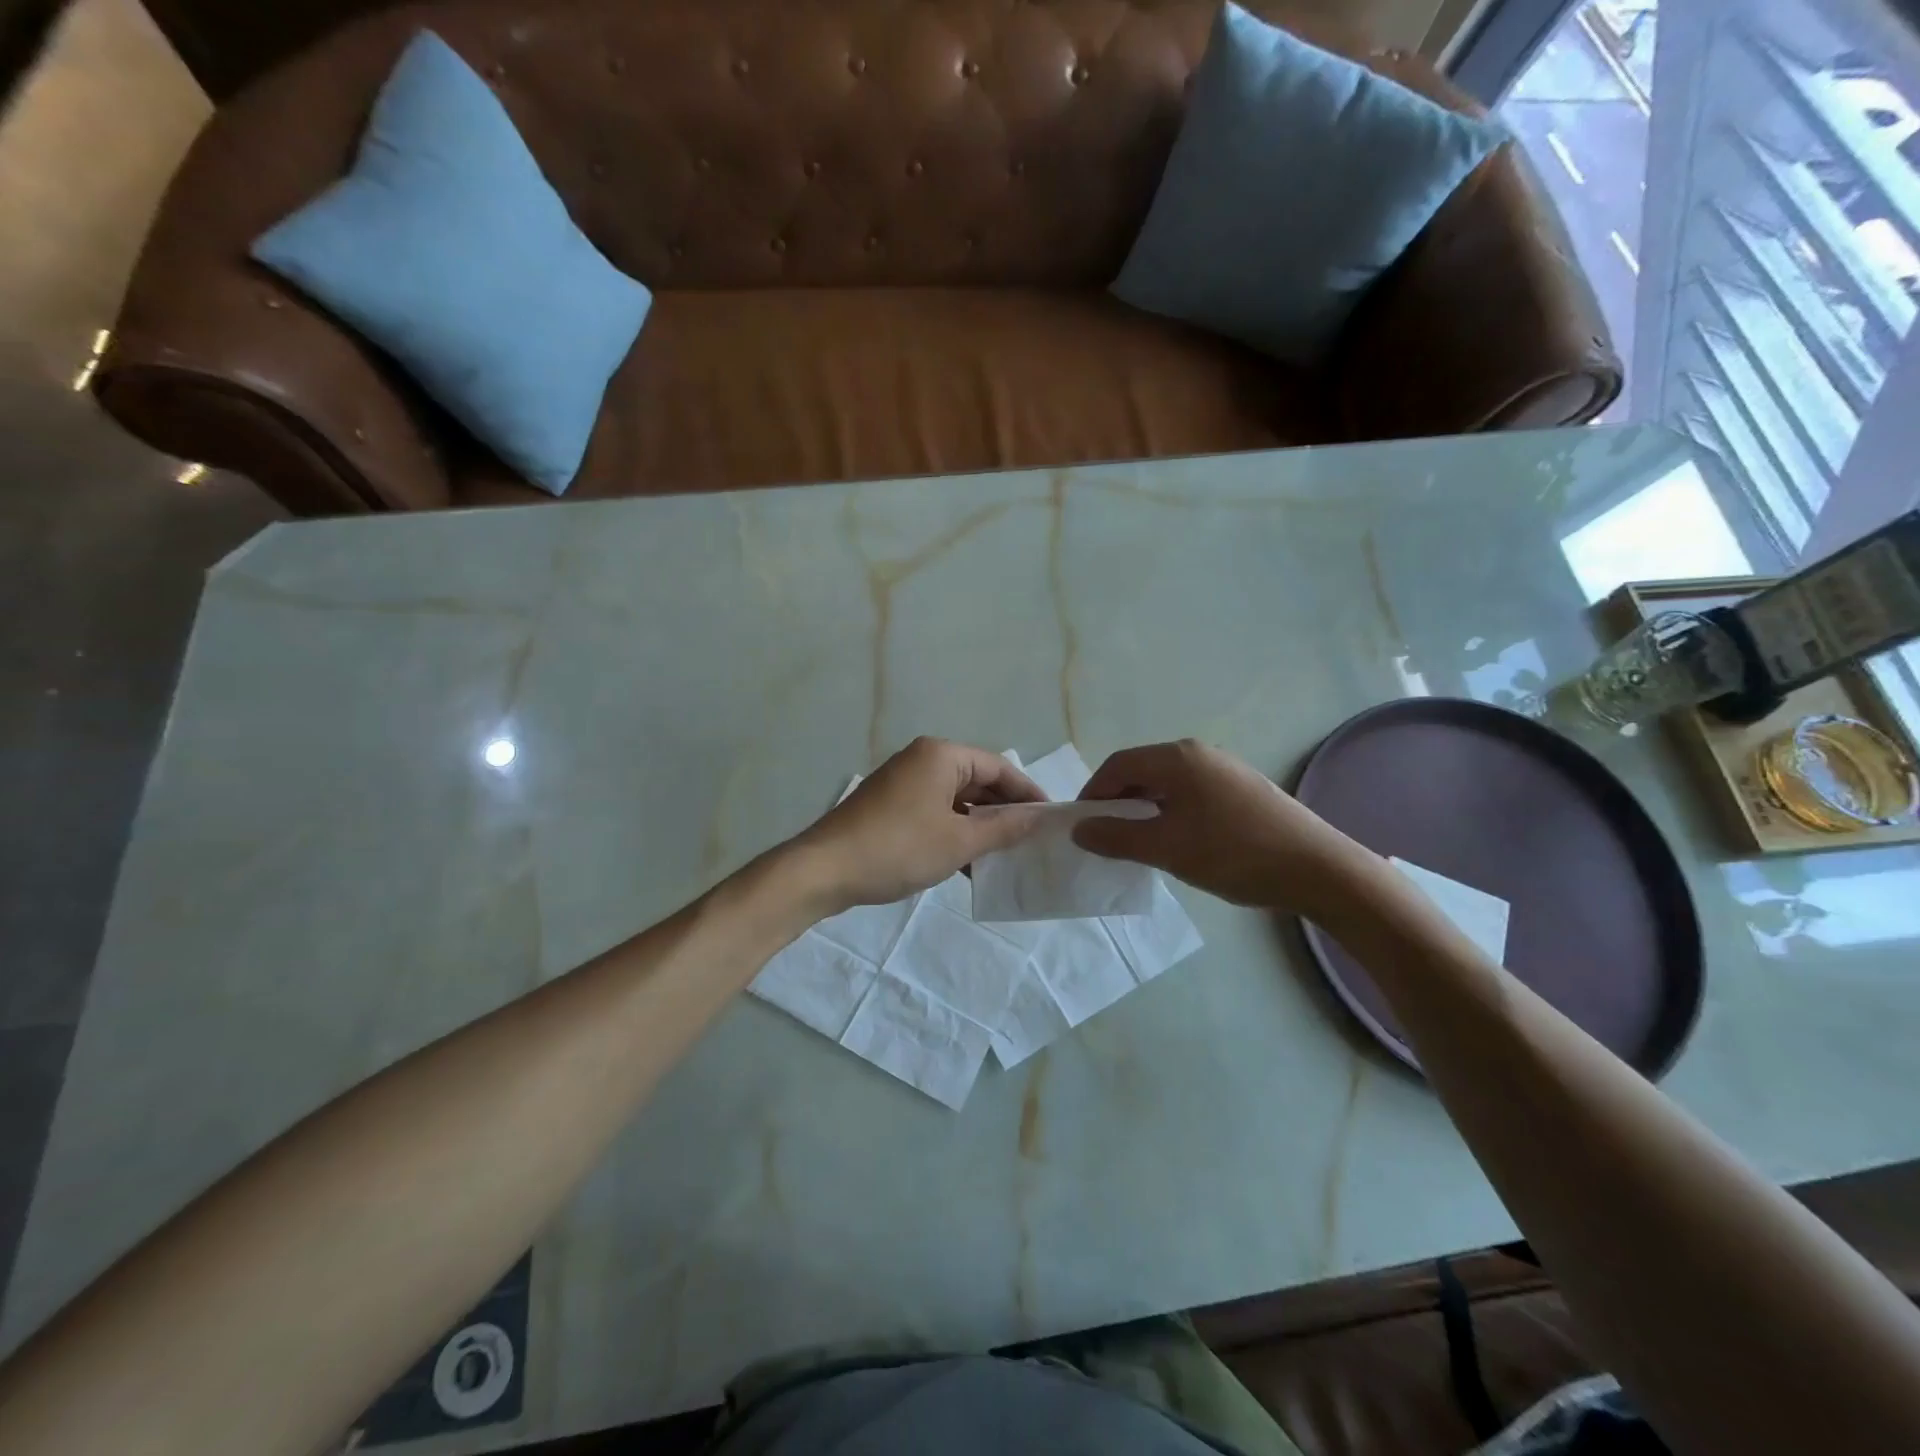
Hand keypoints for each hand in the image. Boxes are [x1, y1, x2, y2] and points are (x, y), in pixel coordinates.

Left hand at [792, 737, 1046, 911]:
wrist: (824, 870)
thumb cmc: (898, 848)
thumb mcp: (959, 841)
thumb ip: (1003, 828)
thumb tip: (1038, 818)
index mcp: (941, 755)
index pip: (999, 767)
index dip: (1027, 793)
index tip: (1050, 820)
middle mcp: (922, 760)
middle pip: (977, 781)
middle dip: (1004, 811)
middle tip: (1031, 841)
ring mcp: (903, 783)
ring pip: (956, 800)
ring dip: (979, 826)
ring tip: (1005, 856)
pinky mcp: (889, 806)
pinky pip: (934, 812)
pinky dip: (954, 832)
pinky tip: (969, 864)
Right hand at [1071, 739, 1379, 916]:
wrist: (1318, 869)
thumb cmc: (1233, 854)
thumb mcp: (1166, 849)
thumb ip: (1116, 838)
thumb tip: (1080, 829)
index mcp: (1178, 758)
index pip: (1118, 765)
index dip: (1093, 794)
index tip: (1083, 827)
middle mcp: (1200, 753)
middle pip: (1143, 770)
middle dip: (1118, 802)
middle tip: (1108, 837)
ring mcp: (1226, 769)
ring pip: (1168, 783)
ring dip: (1145, 809)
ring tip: (1142, 844)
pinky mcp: (1244, 789)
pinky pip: (1192, 793)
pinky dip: (1172, 812)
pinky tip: (1180, 842)